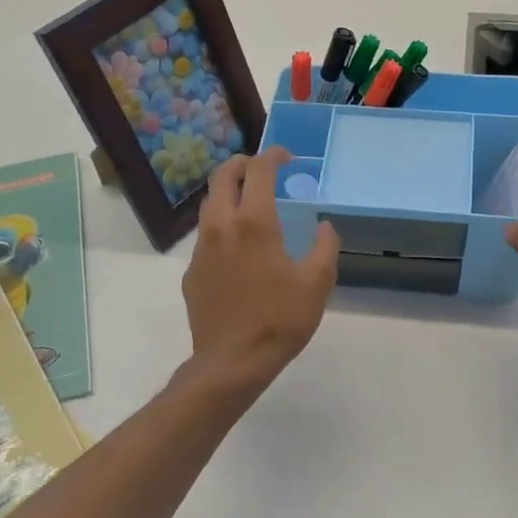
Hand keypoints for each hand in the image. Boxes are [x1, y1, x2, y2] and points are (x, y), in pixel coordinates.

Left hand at [181, 146, 340, 394]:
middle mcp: (221, 226)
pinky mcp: (192, 272)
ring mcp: (201, 249)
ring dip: (227, 193)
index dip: (272, 155)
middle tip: (260, 168)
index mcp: (253, 222)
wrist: (232, 361)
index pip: (258, 170)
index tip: (285, 157)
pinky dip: (221, 226)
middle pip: (222, 177)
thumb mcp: (317, 283)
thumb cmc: (280, 320)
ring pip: (209, 205)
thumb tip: (324, 225)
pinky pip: (205, 236)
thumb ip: (325, 246)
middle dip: (241, 164)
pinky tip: (237, 248)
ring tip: (248, 202)